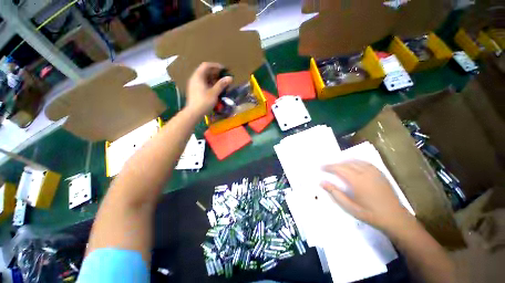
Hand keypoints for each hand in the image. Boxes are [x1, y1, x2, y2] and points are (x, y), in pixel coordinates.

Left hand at [186, 62, 232, 116]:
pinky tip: (215, 89)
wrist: (193, 112)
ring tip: (221, 83)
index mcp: (198, 76)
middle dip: (215, 73)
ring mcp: (193, 84)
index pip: (206, 65)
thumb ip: (221, 84)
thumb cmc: (204, 102)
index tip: (224, 69)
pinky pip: (202, 83)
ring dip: (213, 78)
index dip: (216, 66)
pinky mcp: (194, 90)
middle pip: (205, 71)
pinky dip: (209, 83)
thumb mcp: (214, 93)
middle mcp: (194, 78)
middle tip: (223, 76)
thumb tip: (230, 78)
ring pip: (204, 78)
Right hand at [321, 160, 414, 233]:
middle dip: (336, 164)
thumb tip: (322, 182)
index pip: (340, 169)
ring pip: (356, 161)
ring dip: (345, 162)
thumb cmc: (371, 214)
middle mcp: (366, 173)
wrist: (396, 219)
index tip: (321, 167)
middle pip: (347, 163)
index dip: (329, 167)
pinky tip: (353, 165)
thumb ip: (335, 193)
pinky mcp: (380, 174)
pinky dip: (356, 162)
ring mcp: (375, 173)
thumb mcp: (350, 207)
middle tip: (328, 168)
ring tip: (338, 166)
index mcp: (358, 181)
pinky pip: (365, 163)